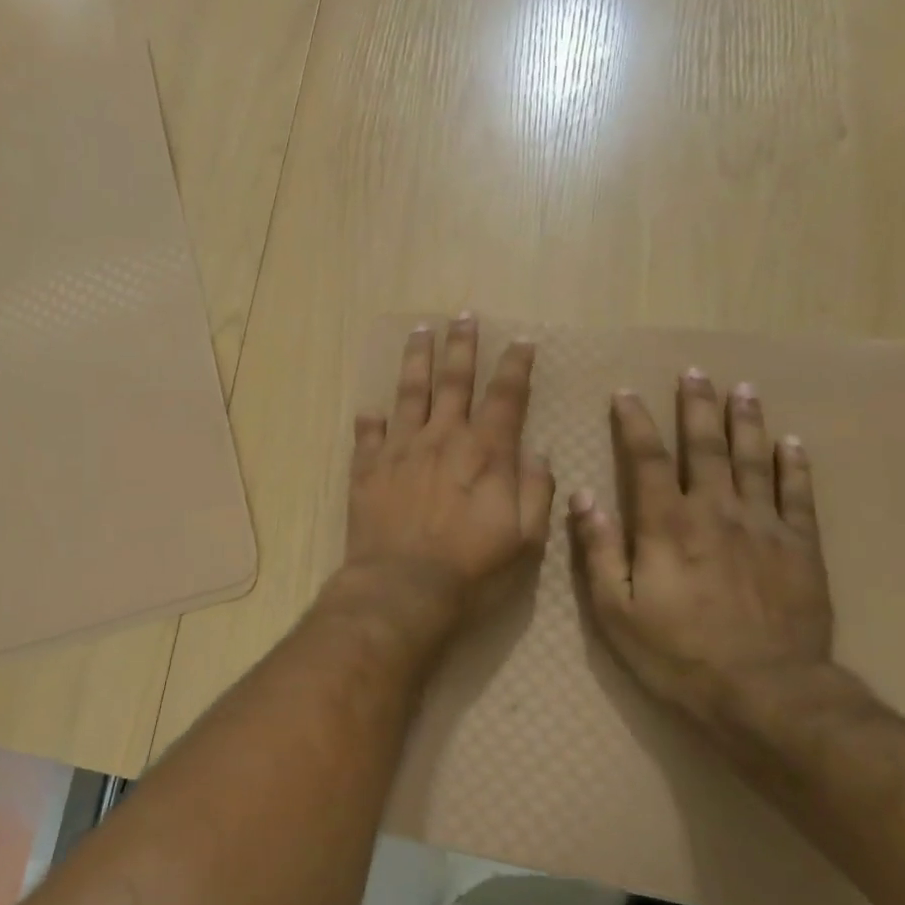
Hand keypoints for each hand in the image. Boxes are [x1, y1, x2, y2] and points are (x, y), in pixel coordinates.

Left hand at [341, 316, 554, 633]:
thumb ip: (535, 491)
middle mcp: (442, 438)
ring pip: (409, 393)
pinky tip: (370, 408)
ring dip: (416, 360)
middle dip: (461, 346)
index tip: (521, 342)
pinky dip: (370, 419)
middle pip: (453, 381)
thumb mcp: (525, 539)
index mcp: (485, 452)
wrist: (402, 589)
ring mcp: (400, 450)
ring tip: (419, 331)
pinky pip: (368, 434)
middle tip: (462, 316)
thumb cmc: (472, 570)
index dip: (515, 367)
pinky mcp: (367, 468)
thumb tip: (537, 452)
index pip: (505, 397)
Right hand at [567, 369, 843, 724]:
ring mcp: (764, 526)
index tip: (626, 393)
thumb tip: (583, 496)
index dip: (634, 423)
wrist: (768, 695)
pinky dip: (794, 465)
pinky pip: (799, 495)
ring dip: (746, 422)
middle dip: (696, 407)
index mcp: (667, 525)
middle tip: (695, 372)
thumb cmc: (679, 655)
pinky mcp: (801, 548)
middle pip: (705, 447)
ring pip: (754, 460)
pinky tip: (792, 442)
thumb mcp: (617, 610)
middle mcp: (716, 511)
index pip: (646, 459)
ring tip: (743, 390)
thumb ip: (600, 549)